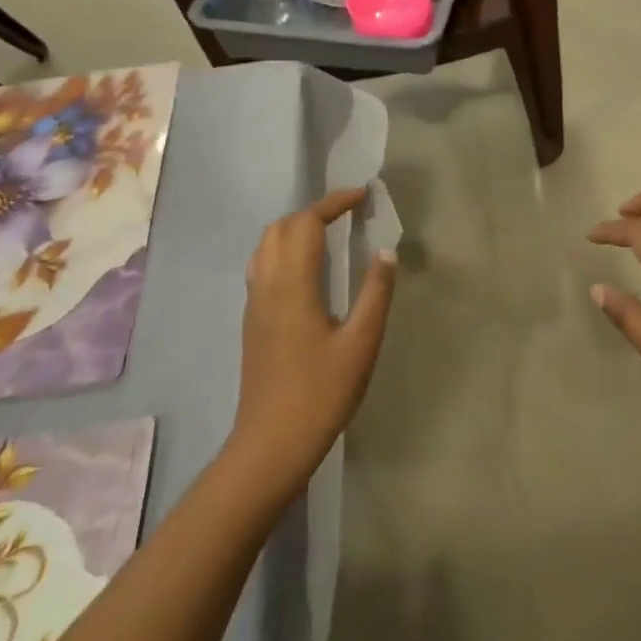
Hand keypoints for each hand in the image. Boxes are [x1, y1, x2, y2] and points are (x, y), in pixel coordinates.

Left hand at [231, 188, 396, 497]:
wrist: (270, 445)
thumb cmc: (321, 394)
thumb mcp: (361, 343)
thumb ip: (375, 293)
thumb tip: (387, 252)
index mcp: (293, 285)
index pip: (306, 224)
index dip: (334, 203)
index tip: (362, 195)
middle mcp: (267, 286)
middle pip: (281, 228)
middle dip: (314, 211)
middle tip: (349, 214)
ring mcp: (255, 304)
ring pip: (266, 246)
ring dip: (295, 228)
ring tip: (329, 233)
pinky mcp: (252, 322)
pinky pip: (262, 266)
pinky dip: (284, 250)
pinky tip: (307, 270)